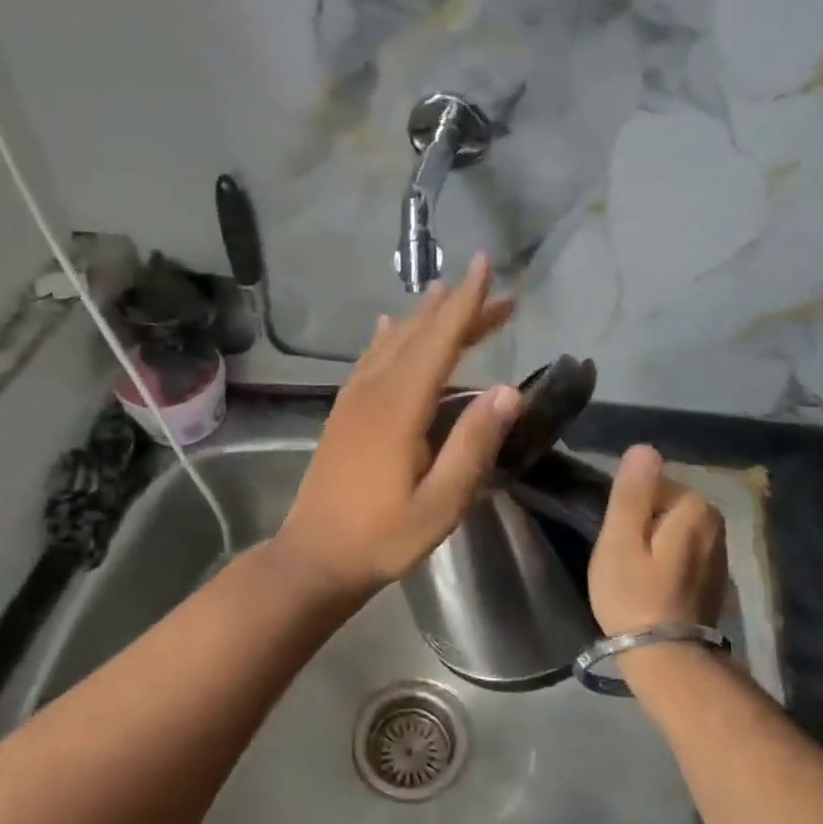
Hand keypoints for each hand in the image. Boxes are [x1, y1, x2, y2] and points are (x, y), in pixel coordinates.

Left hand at [269, 254, 519, 608]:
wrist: (314, 558)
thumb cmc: (382, 537)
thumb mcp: (441, 502)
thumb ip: (474, 444)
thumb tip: (508, 389)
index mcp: (400, 407)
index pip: (439, 340)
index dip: (467, 303)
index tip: (485, 265)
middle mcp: (374, 391)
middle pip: (419, 335)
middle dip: (457, 308)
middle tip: (495, 291)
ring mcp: (353, 400)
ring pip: (392, 342)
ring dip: (425, 318)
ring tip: (450, 296)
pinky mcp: (343, 413)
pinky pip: (369, 359)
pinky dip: (387, 337)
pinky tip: (389, 326)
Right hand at [587, 445, 727, 636]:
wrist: (667, 659)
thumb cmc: (634, 594)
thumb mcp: (620, 538)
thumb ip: (632, 490)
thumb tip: (645, 448)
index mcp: (695, 507)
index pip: (649, 484)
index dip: (626, 510)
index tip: (617, 541)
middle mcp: (716, 523)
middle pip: (662, 505)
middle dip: (640, 525)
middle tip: (622, 558)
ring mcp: (719, 552)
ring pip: (671, 528)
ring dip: (651, 543)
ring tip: (634, 573)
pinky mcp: (714, 576)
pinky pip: (681, 551)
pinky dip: (665, 561)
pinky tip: (652, 585)